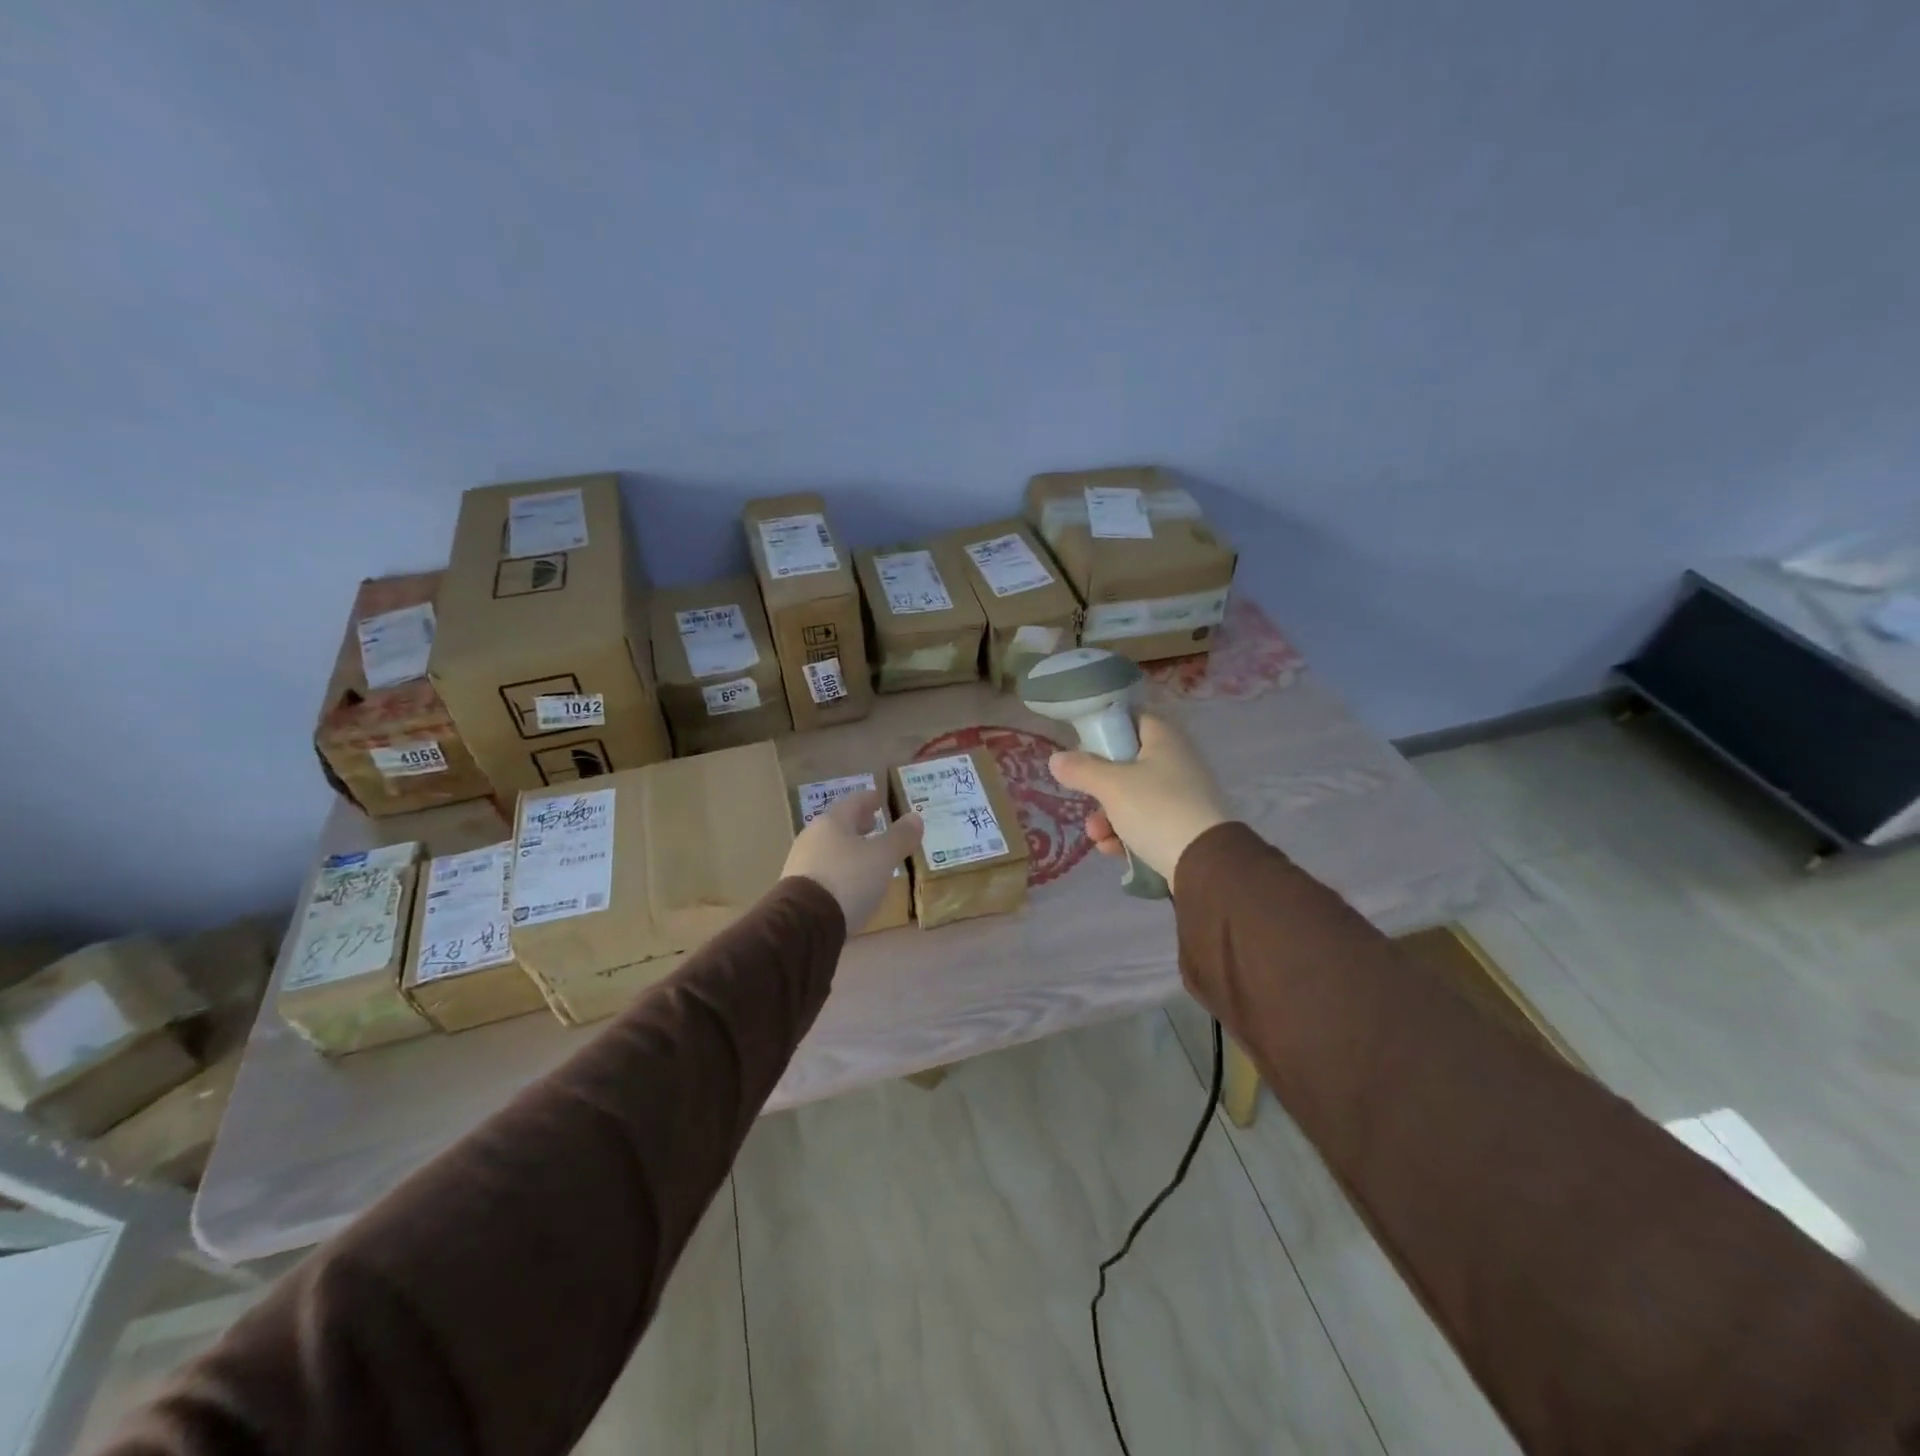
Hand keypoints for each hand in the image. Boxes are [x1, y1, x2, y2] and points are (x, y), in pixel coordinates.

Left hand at [783, 790, 922, 931]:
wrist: (803, 924)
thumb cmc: (847, 880)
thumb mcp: (883, 857)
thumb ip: (900, 837)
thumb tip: (915, 818)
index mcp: (832, 822)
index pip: (853, 802)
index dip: (869, 799)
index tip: (879, 799)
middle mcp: (812, 837)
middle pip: (839, 825)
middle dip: (858, 825)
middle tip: (874, 825)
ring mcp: (801, 864)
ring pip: (830, 848)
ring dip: (849, 849)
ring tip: (866, 858)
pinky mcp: (796, 891)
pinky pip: (824, 871)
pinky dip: (840, 871)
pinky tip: (850, 884)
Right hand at [1049, 714, 1227, 885]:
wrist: (1204, 863)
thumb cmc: (1156, 809)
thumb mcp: (1111, 786)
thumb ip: (1081, 769)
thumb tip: (1056, 759)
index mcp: (1165, 740)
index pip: (1134, 718)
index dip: (1108, 727)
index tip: (1083, 744)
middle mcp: (1177, 762)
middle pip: (1128, 763)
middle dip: (1100, 787)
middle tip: (1085, 798)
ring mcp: (1182, 796)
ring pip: (1134, 798)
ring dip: (1109, 816)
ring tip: (1098, 836)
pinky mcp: (1184, 827)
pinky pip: (1147, 823)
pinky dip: (1127, 835)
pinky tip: (1113, 850)